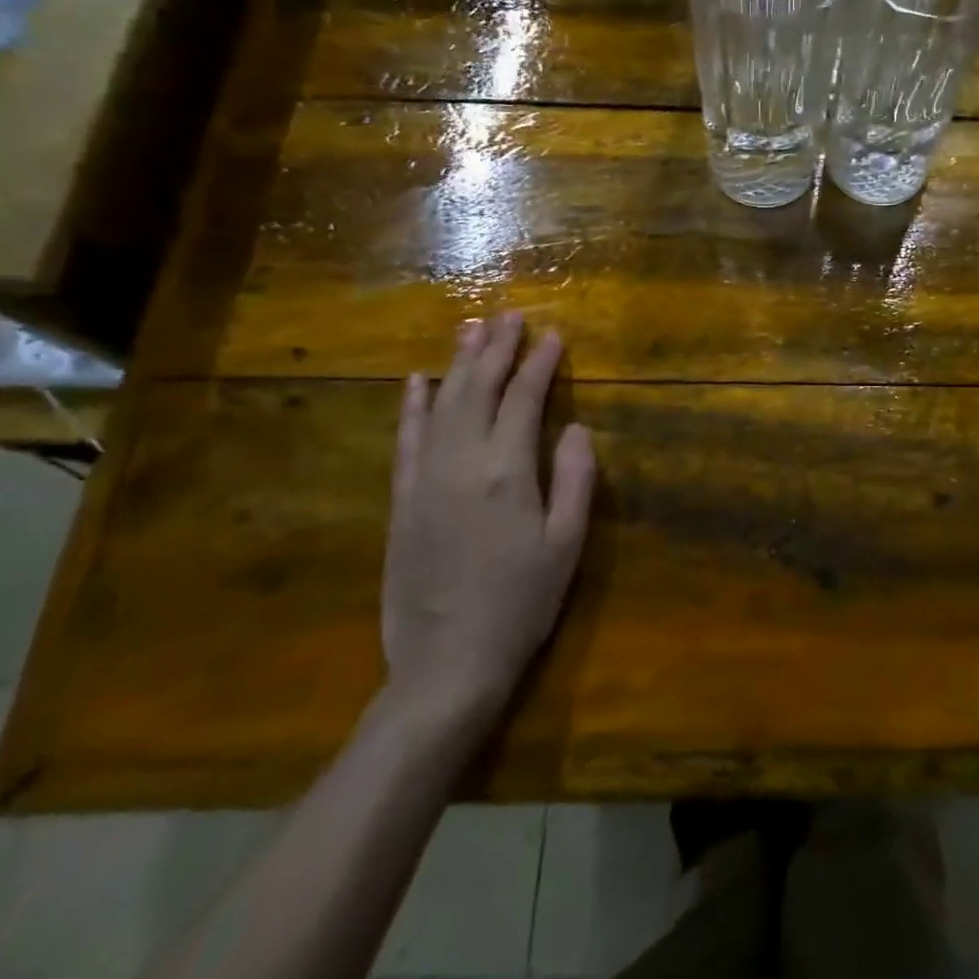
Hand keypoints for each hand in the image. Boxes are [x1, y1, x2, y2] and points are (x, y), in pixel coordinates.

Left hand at [382, 314, 596, 735]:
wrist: (447, 663)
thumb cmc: (521, 603)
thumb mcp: (566, 544)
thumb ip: (575, 479)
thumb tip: (576, 428)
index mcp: (508, 471)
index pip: (524, 399)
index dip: (539, 363)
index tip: (552, 334)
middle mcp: (462, 462)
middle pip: (478, 388)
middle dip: (496, 347)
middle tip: (509, 314)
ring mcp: (425, 479)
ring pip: (440, 403)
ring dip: (457, 362)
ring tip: (470, 328)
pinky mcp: (402, 500)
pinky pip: (405, 439)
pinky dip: (412, 405)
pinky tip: (418, 380)